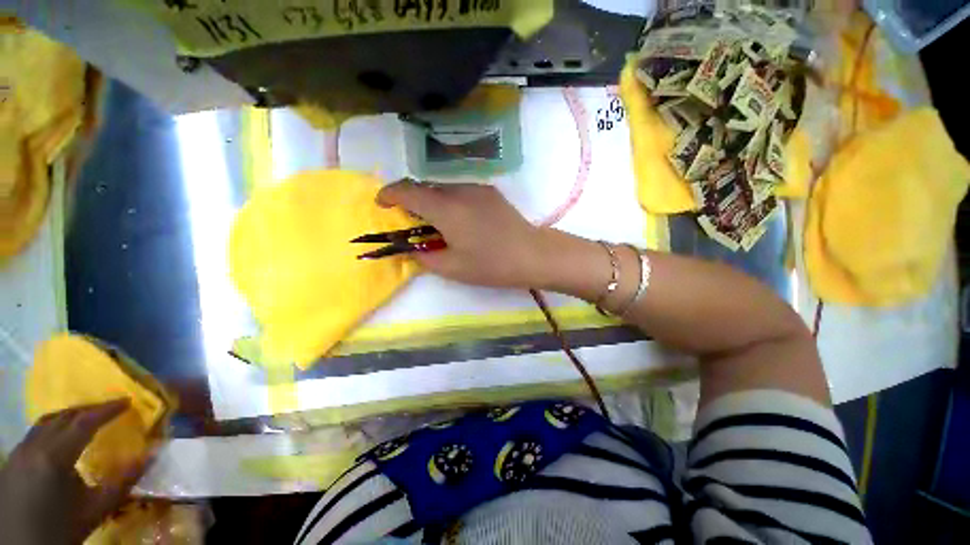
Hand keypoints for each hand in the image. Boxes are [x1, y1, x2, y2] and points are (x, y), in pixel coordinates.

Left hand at [0, 400, 149, 544]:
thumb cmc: (64, 527)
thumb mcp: (97, 509)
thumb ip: (124, 481)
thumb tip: (153, 454)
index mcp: (54, 457)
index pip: (83, 422)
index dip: (106, 410)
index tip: (127, 401)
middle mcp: (34, 446)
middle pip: (63, 416)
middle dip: (88, 409)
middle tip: (111, 407)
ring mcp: (19, 451)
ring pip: (46, 421)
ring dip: (70, 416)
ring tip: (88, 418)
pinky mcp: (13, 458)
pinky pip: (35, 432)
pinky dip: (53, 426)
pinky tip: (61, 437)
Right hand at [378, 181, 548, 287]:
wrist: (532, 254)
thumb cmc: (491, 264)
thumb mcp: (452, 267)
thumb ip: (424, 257)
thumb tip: (410, 249)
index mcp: (446, 208)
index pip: (407, 191)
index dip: (389, 194)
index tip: (382, 205)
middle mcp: (459, 190)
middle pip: (425, 188)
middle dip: (412, 202)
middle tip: (413, 224)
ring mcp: (477, 188)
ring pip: (443, 189)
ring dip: (433, 202)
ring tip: (440, 226)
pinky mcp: (490, 192)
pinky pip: (461, 192)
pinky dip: (451, 202)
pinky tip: (463, 222)